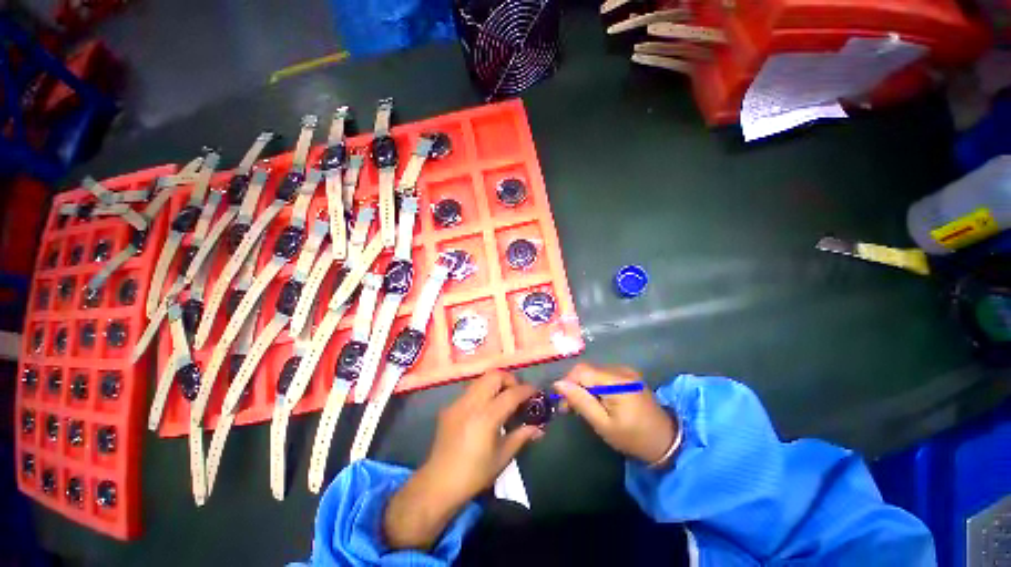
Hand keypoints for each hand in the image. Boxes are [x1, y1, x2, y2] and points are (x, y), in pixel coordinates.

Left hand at [384, 371, 542, 549]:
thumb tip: (539, 428)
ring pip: (481, 380)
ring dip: (495, 384)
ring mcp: (458, 402)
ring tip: (502, 399)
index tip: (536, 392)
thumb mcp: (502, 457)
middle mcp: (472, 403)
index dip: (527, 390)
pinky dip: (483, 392)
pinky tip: (485, 409)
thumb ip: (521, 436)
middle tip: (517, 394)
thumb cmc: (474, 474)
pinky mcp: (449, 406)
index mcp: (487, 416)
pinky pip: (470, 390)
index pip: (512, 393)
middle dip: (509, 380)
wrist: (438, 483)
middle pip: (494, 375)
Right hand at [553, 363, 676, 464]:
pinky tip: (597, 400)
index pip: (581, 371)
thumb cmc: (633, 438)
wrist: (667, 441)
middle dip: (574, 386)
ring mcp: (626, 371)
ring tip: (584, 406)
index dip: (567, 384)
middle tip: (570, 408)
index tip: (563, 404)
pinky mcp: (628, 375)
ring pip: (593, 371)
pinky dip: (595, 385)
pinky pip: (603, 374)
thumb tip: (558, 384)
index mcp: (615, 381)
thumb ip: (581, 402)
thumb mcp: (604, 425)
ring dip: (584, 386)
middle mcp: (620, 370)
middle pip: (586, 370)